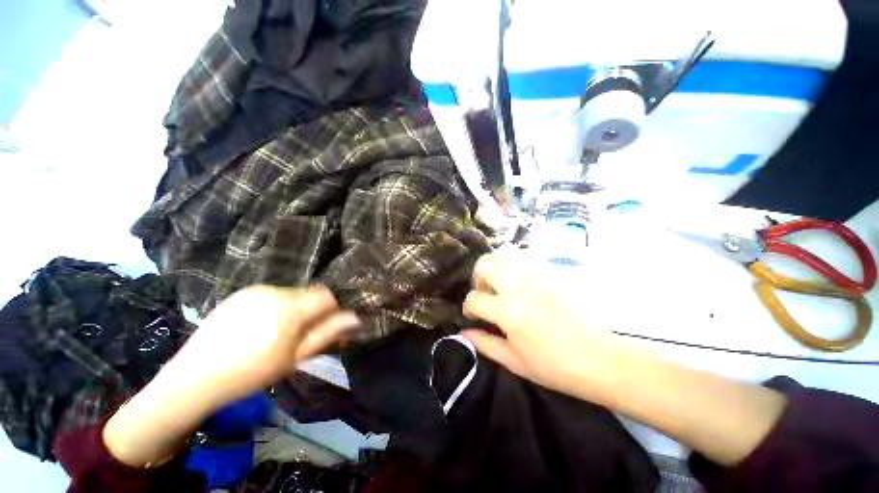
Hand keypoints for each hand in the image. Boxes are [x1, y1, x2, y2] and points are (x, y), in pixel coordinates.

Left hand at [167, 285, 359, 403]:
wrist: (194, 378)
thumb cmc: (251, 373)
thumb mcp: (295, 358)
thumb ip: (327, 333)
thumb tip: (355, 317)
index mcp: (289, 309)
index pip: (326, 295)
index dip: (331, 308)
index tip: (324, 326)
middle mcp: (274, 292)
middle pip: (309, 293)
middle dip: (311, 309)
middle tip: (298, 334)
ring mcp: (255, 290)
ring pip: (291, 293)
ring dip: (294, 307)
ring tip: (276, 331)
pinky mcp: (241, 292)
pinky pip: (271, 294)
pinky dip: (275, 305)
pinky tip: (259, 326)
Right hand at [462, 252, 621, 404]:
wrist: (600, 359)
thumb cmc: (554, 366)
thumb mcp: (514, 361)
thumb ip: (484, 343)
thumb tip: (463, 332)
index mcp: (507, 311)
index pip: (474, 298)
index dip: (468, 308)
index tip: (473, 315)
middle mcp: (519, 285)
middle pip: (484, 265)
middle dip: (477, 278)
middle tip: (485, 293)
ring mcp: (538, 274)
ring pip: (504, 255)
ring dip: (495, 268)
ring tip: (502, 284)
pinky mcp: (553, 270)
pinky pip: (525, 258)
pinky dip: (516, 266)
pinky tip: (523, 282)